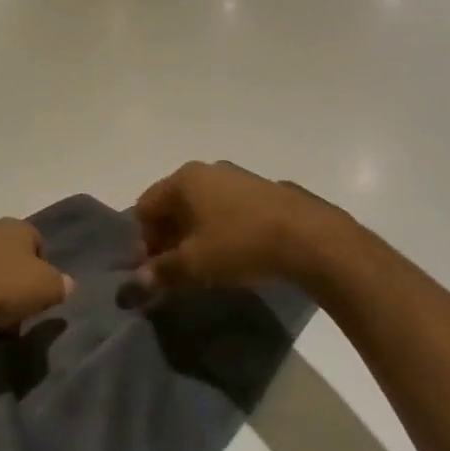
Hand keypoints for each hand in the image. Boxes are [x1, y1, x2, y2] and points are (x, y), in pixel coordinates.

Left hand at [0, 219, 71, 334]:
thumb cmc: (5, 286)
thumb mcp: (47, 288)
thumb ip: (60, 284)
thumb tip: (67, 283)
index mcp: (16, 227)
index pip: (36, 241)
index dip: (41, 267)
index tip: (38, 293)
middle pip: (6, 254)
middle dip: (12, 278)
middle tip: (16, 308)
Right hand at [134, 160, 350, 290]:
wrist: (311, 239)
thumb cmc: (241, 244)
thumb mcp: (194, 264)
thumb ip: (162, 271)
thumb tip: (138, 280)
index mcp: (184, 179)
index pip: (145, 207)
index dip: (142, 240)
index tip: (152, 270)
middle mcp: (208, 170)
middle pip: (172, 206)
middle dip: (167, 238)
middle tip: (173, 271)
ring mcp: (238, 178)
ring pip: (201, 208)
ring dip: (193, 236)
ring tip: (203, 266)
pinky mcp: (263, 192)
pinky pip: (226, 210)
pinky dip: (219, 231)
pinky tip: (231, 255)